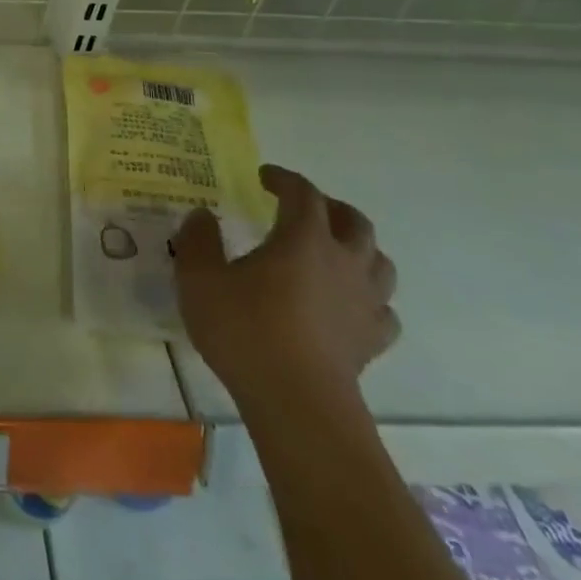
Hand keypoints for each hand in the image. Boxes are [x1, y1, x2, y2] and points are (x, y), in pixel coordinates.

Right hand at [172, 165, 397, 413]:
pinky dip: (368, 297)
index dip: (284, 179)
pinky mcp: (372, 340)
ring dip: (358, 248)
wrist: (297, 402)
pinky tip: (348, 304)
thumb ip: (198, 240)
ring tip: (333, 251)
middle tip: (303, 208)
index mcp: (303, 239)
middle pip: (354, 221)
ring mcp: (365, 303)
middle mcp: (343, 262)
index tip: (264, 177)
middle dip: (330, 207)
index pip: (303, 194)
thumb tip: (202, 215)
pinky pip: (382, 308)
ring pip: (378, 262)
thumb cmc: (245, 330)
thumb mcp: (199, 278)